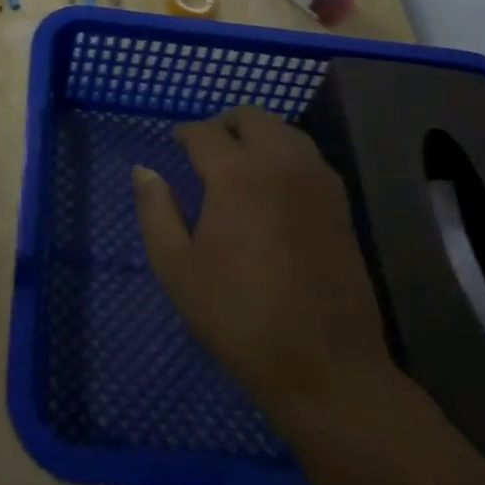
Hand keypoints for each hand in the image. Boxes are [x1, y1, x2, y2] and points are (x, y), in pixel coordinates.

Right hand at [132, 106, 397, 426]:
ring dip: (260, 136)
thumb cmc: (239, 316)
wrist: (325, 367)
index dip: (185, 133)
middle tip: (207, 151)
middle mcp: (280, 164)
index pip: (205, 132)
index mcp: (237, 174)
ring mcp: (317, 182)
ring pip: (286, 132)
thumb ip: (155, 211)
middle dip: (225, 125)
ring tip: (241, 165)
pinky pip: (309, 158)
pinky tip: (275, 188)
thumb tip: (144, 171)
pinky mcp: (341, 205)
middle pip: (252, 117)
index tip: (175, 143)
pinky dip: (287, 156)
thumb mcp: (177, 268)